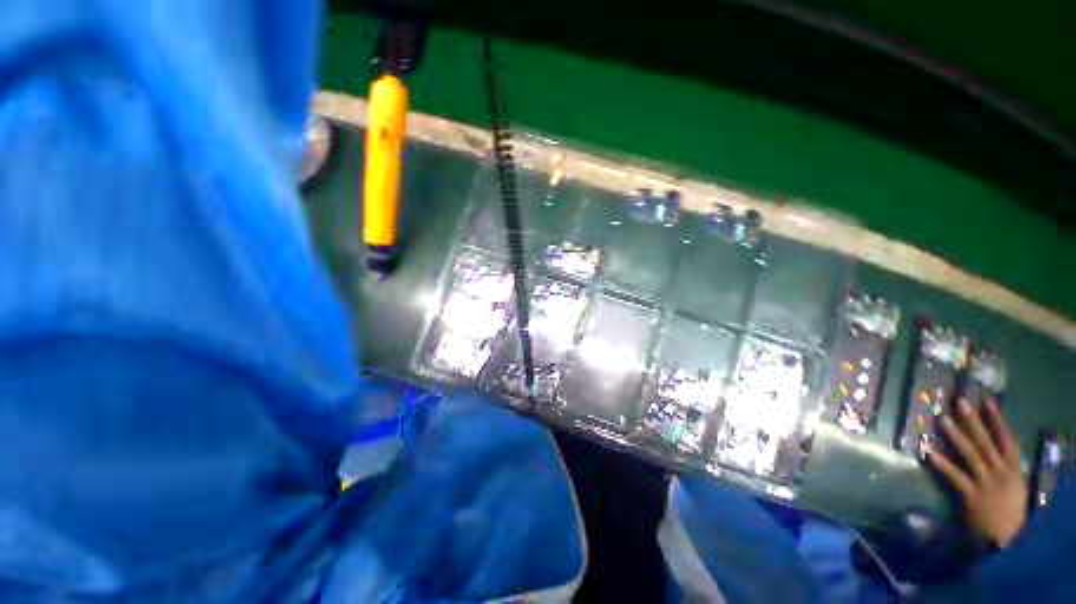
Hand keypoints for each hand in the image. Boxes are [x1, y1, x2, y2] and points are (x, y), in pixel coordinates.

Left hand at [925, 398, 1026, 546]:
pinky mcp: (970, 495)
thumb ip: (1006, 464)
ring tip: (942, 419)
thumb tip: (996, 442)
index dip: (997, 419)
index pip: (1007, 439)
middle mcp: (1000, 472)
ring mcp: (985, 483)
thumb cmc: (1009, 509)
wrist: (1005, 540)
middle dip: (973, 421)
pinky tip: (928, 452)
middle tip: (959, 401)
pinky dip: (942, 464)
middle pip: (986, 441)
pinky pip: (955, 476)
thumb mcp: (1015, 484)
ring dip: (956, 436)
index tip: (987, 400)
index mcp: (1013, 468)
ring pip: (970, 454)